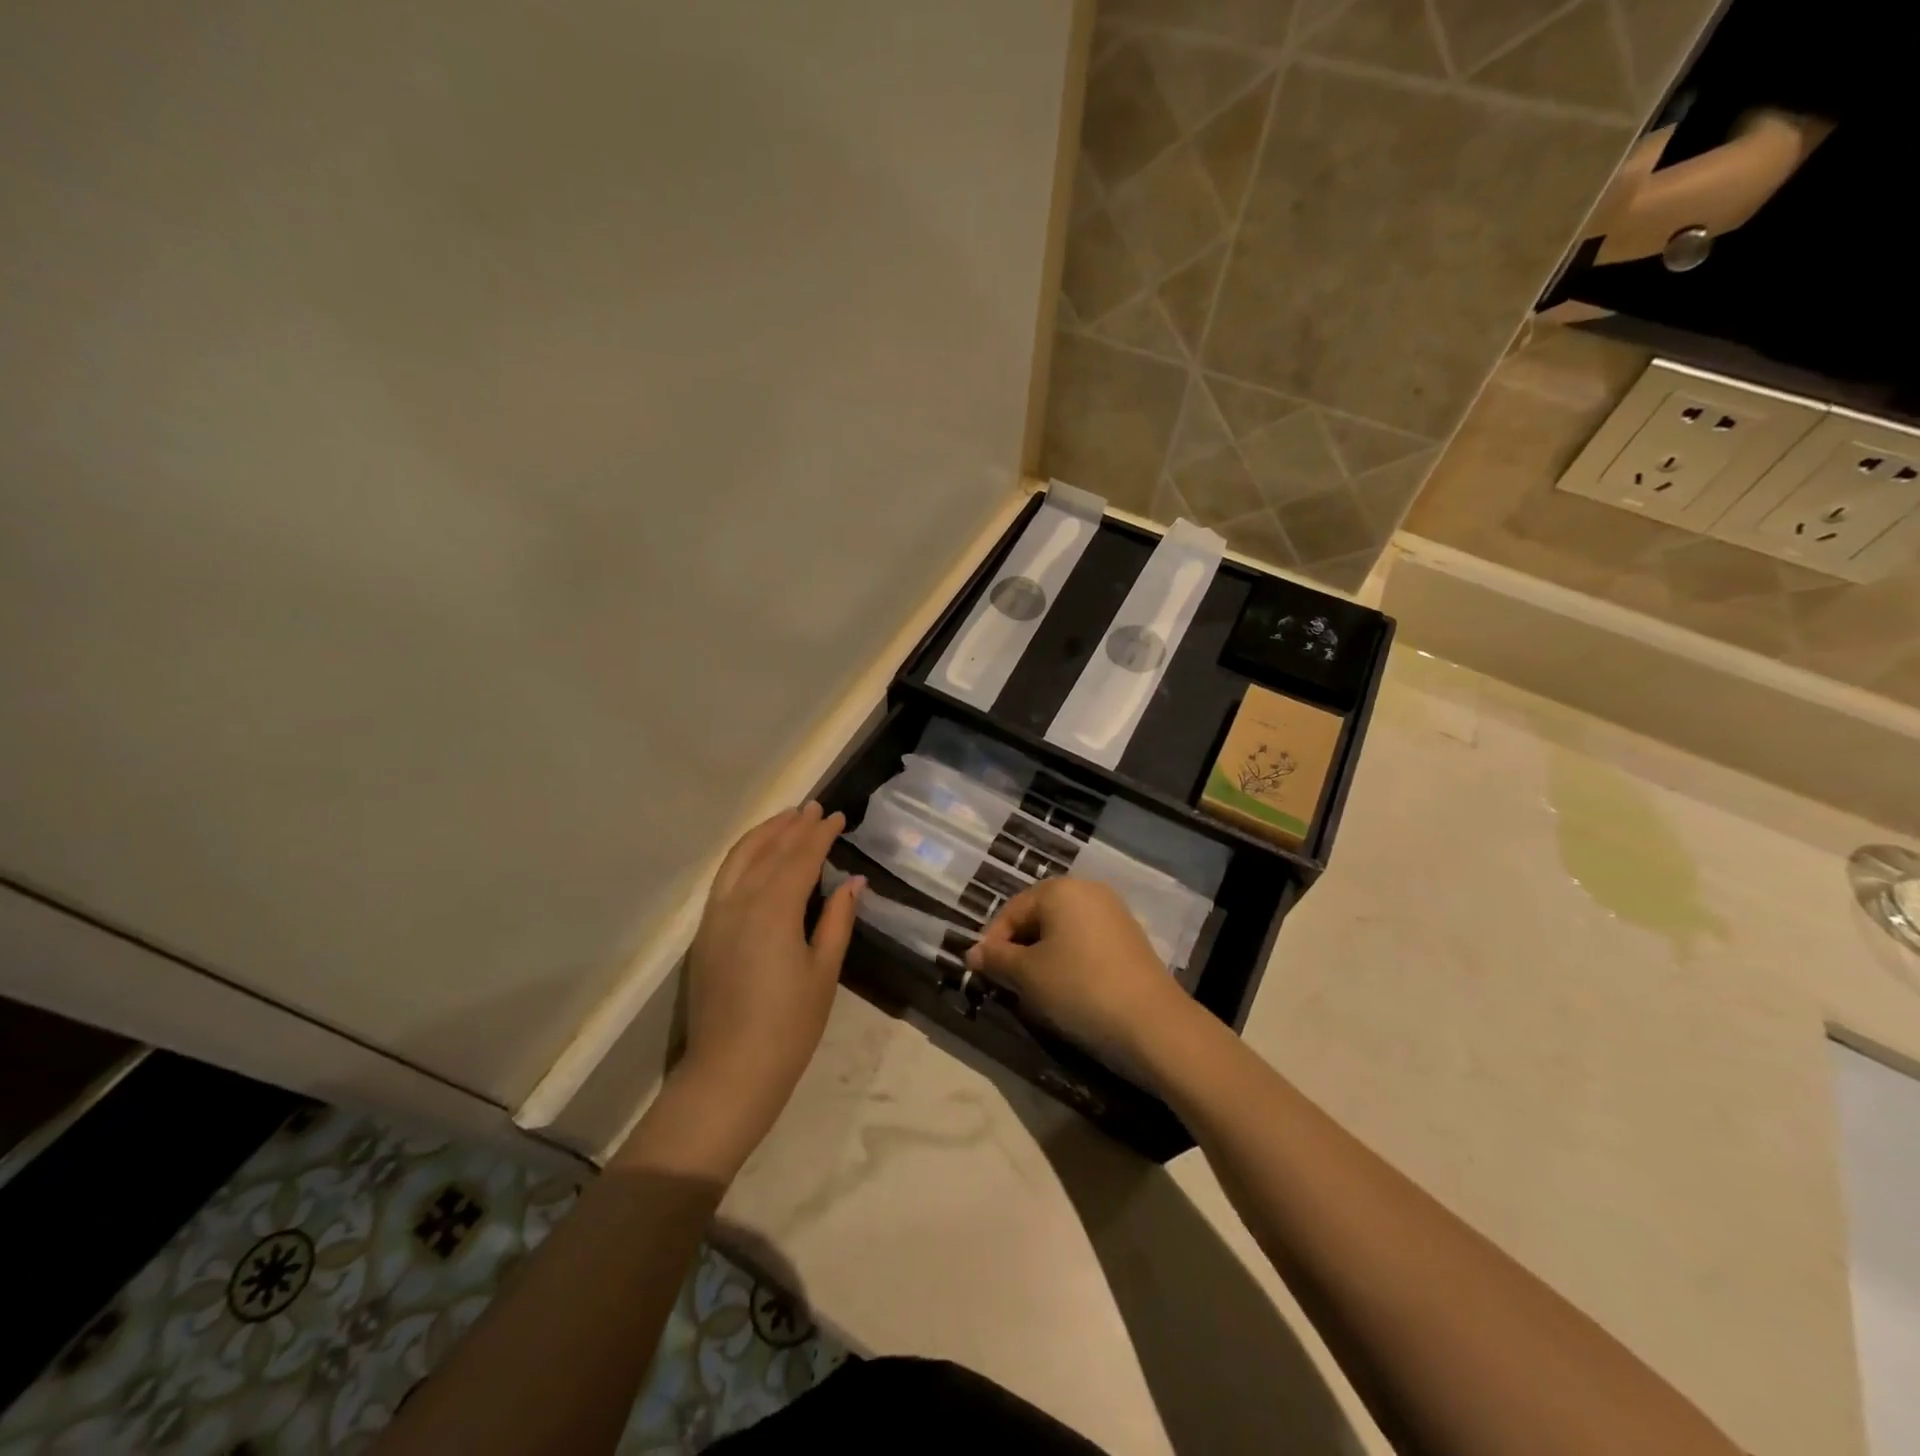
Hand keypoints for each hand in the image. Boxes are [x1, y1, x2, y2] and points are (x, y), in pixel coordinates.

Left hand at [654, 803, 861, 1175]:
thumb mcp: (824, 972)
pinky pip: (724, 877)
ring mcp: (716, 915)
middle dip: (794, 826)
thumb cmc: (789, 1026)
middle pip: (769, 850)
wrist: (729, 1072)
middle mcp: (740, 902)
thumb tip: (853, 882)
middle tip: (815, 807)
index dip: (820, 834)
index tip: (837, 816)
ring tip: (786, 818)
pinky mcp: (705, 932)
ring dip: (765, 834)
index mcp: (774, 910)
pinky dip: (743, 855)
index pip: (800, 857)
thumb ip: (837, 920)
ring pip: (740, 858)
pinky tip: (756, 854)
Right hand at [966, 878, 1190, 1070]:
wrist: (1151, 1022)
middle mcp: (1088, 890)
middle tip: (1008, 985)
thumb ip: (996, 959)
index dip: (992, 943)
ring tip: (1036, 992)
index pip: (1011, 911)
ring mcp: (1113, 913)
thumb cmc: (1078, 988)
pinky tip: (1069, 991)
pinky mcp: (1129, 938)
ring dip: (1043, 957)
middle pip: (1038, 917)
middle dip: (1018, 950)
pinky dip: (1070, 961)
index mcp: (1059, 889)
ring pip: (1062, 931)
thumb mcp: (1027, 975)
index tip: (983, 975)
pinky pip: (1086, 942)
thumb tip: (972, 953)